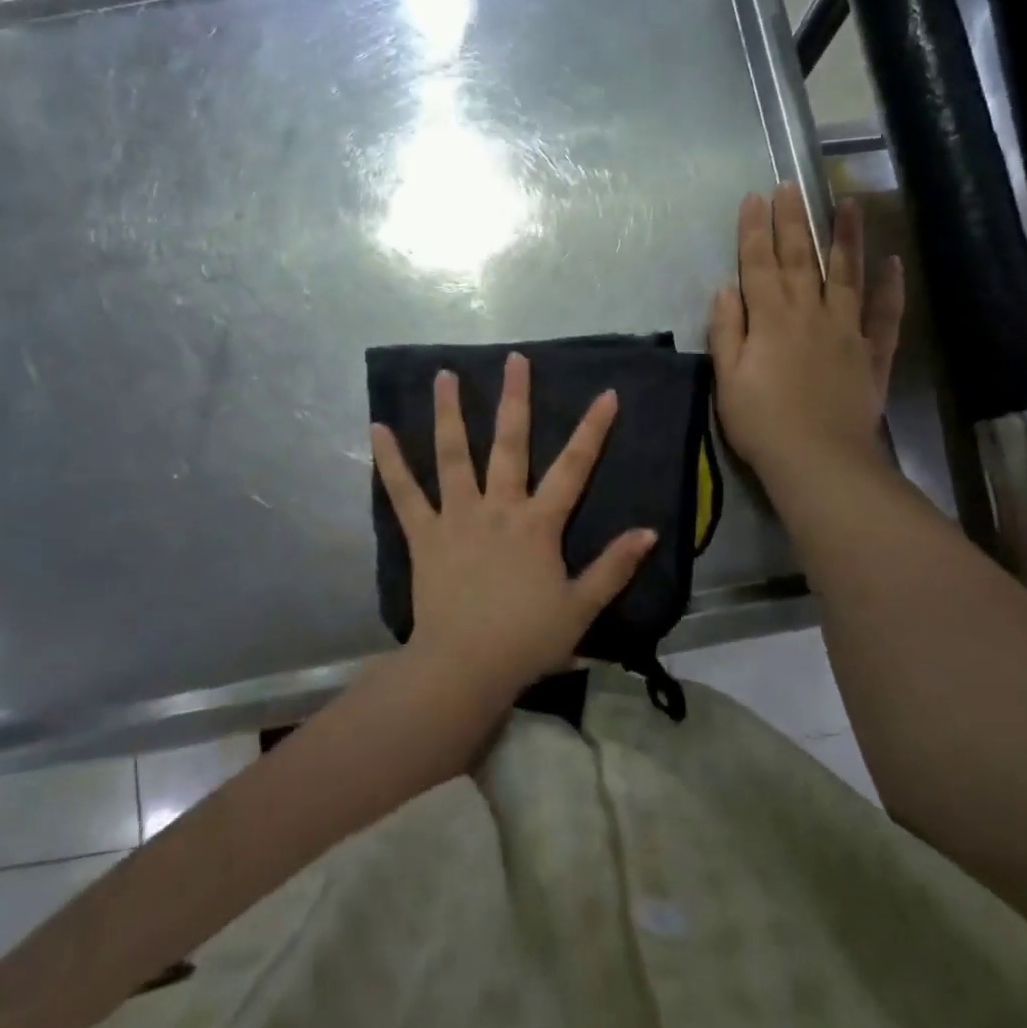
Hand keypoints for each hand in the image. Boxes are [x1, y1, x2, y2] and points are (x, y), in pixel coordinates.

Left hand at [369, 354, 657, 696]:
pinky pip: (404, 493)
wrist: (465, 667)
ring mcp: (457, 517)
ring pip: (453, 455)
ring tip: (444, 375)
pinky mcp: (424, 534)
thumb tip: (649, 532)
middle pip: (509, 444)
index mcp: (538, 523)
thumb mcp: (581, 607)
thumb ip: (614, 567)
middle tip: (514, 360)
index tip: (606, 393)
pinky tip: (377, 429)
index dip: (592, 429)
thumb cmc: (526, 640)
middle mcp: (498, 507)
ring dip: (448, 413)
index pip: (574, 467)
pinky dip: (390, 461)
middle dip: (515, 399)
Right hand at [708, 184, 904, 488]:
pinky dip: (891, 288)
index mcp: (771, 319)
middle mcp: (810, 314)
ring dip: (846, 238)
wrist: (818, 460)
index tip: (754, 198)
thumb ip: (726, 330)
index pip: (759, 264)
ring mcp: (847, 331)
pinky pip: (885, 314)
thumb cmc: (761, 422)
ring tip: (846, 204)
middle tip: (791, 186)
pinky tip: (893, 263)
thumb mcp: (727, 378)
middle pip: (801, 259)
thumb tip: (726, 288)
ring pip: (847, 274)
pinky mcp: (872, 354)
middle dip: (793, 221)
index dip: (754, 230)